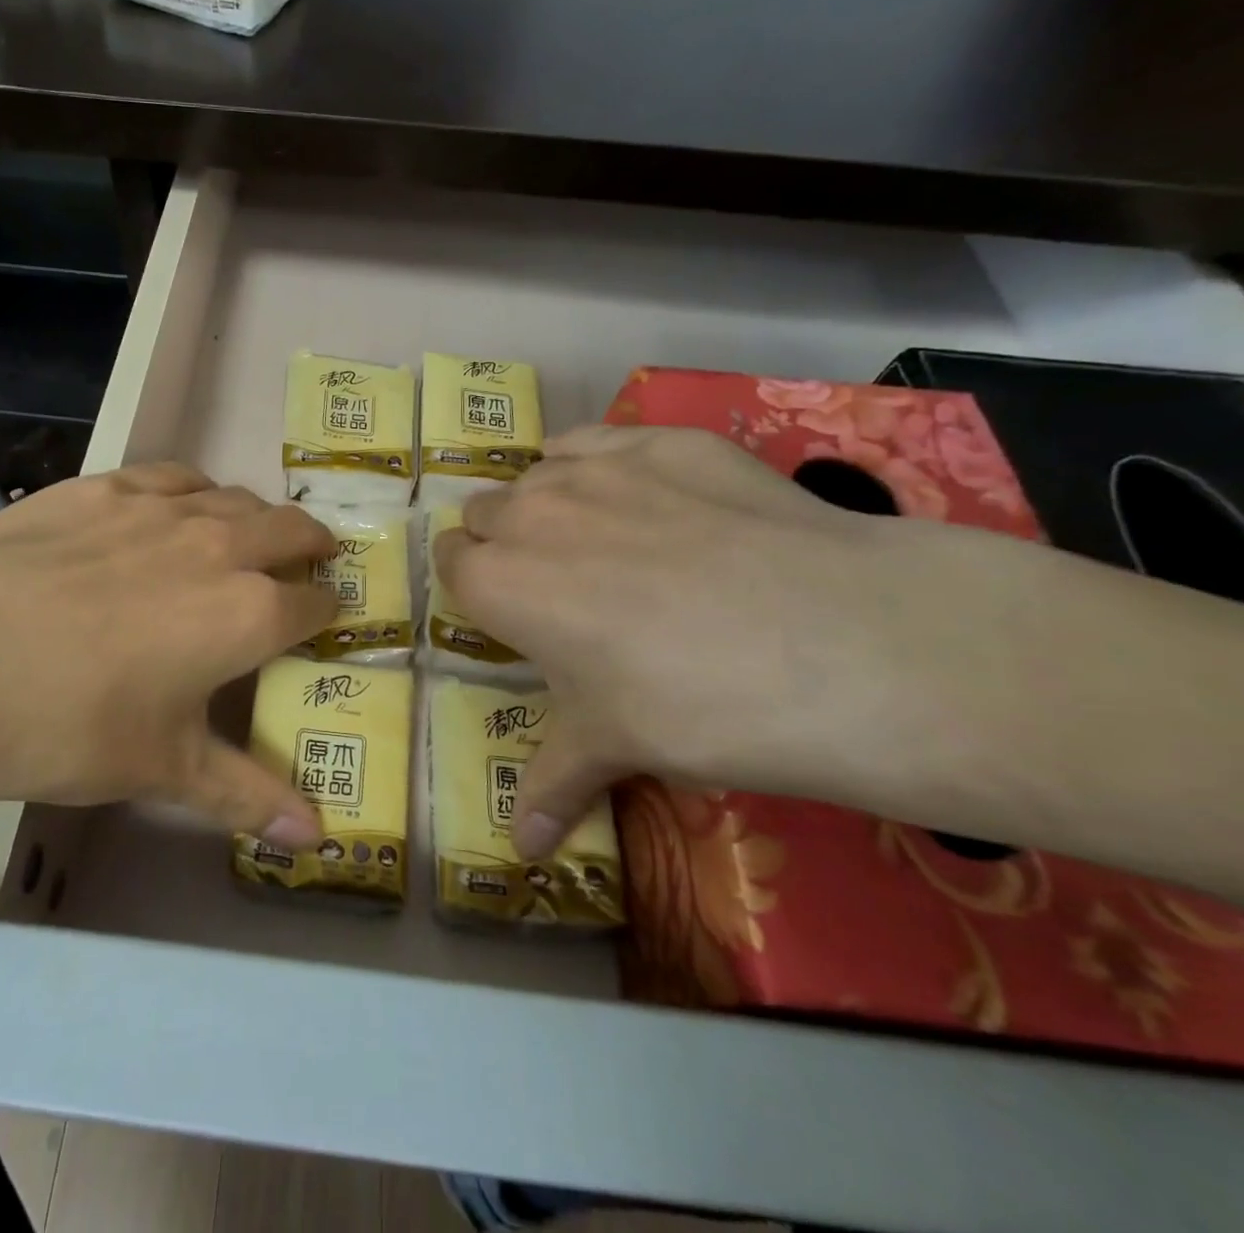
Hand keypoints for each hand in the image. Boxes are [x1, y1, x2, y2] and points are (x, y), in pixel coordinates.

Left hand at [0, 463, 336, 845]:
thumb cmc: (68, 724)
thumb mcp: (163, 768)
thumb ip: (246, 795)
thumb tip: (315, 838)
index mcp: (247, 613)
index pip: (314, 603)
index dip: (327, 611)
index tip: (325, 617)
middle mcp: (218, 546)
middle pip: (290, 529)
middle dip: (310, 545)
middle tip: (308, 561)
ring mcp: (158, 507)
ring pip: (234, 496)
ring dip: (254, 515)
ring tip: (246, 536)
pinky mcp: (102, 487)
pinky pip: (171, 476)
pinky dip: (192, 491)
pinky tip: (174, 506)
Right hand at [433, 426, 998, 857]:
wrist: (841, 644)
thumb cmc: (697, 706)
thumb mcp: (613, 747)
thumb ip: (550, 786)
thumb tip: (521, 852)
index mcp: (498, 582)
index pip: (449, 560)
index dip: (475, 586)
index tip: (510, 612)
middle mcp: (528, 512)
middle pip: (485, 511)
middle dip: (505, 542)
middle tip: (561, 584)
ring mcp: (596, 467)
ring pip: (537, 473)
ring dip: (550, 503)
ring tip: (607, 541)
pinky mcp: (662, 439)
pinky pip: (597, 439)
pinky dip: (599, 463)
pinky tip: (645, 496)